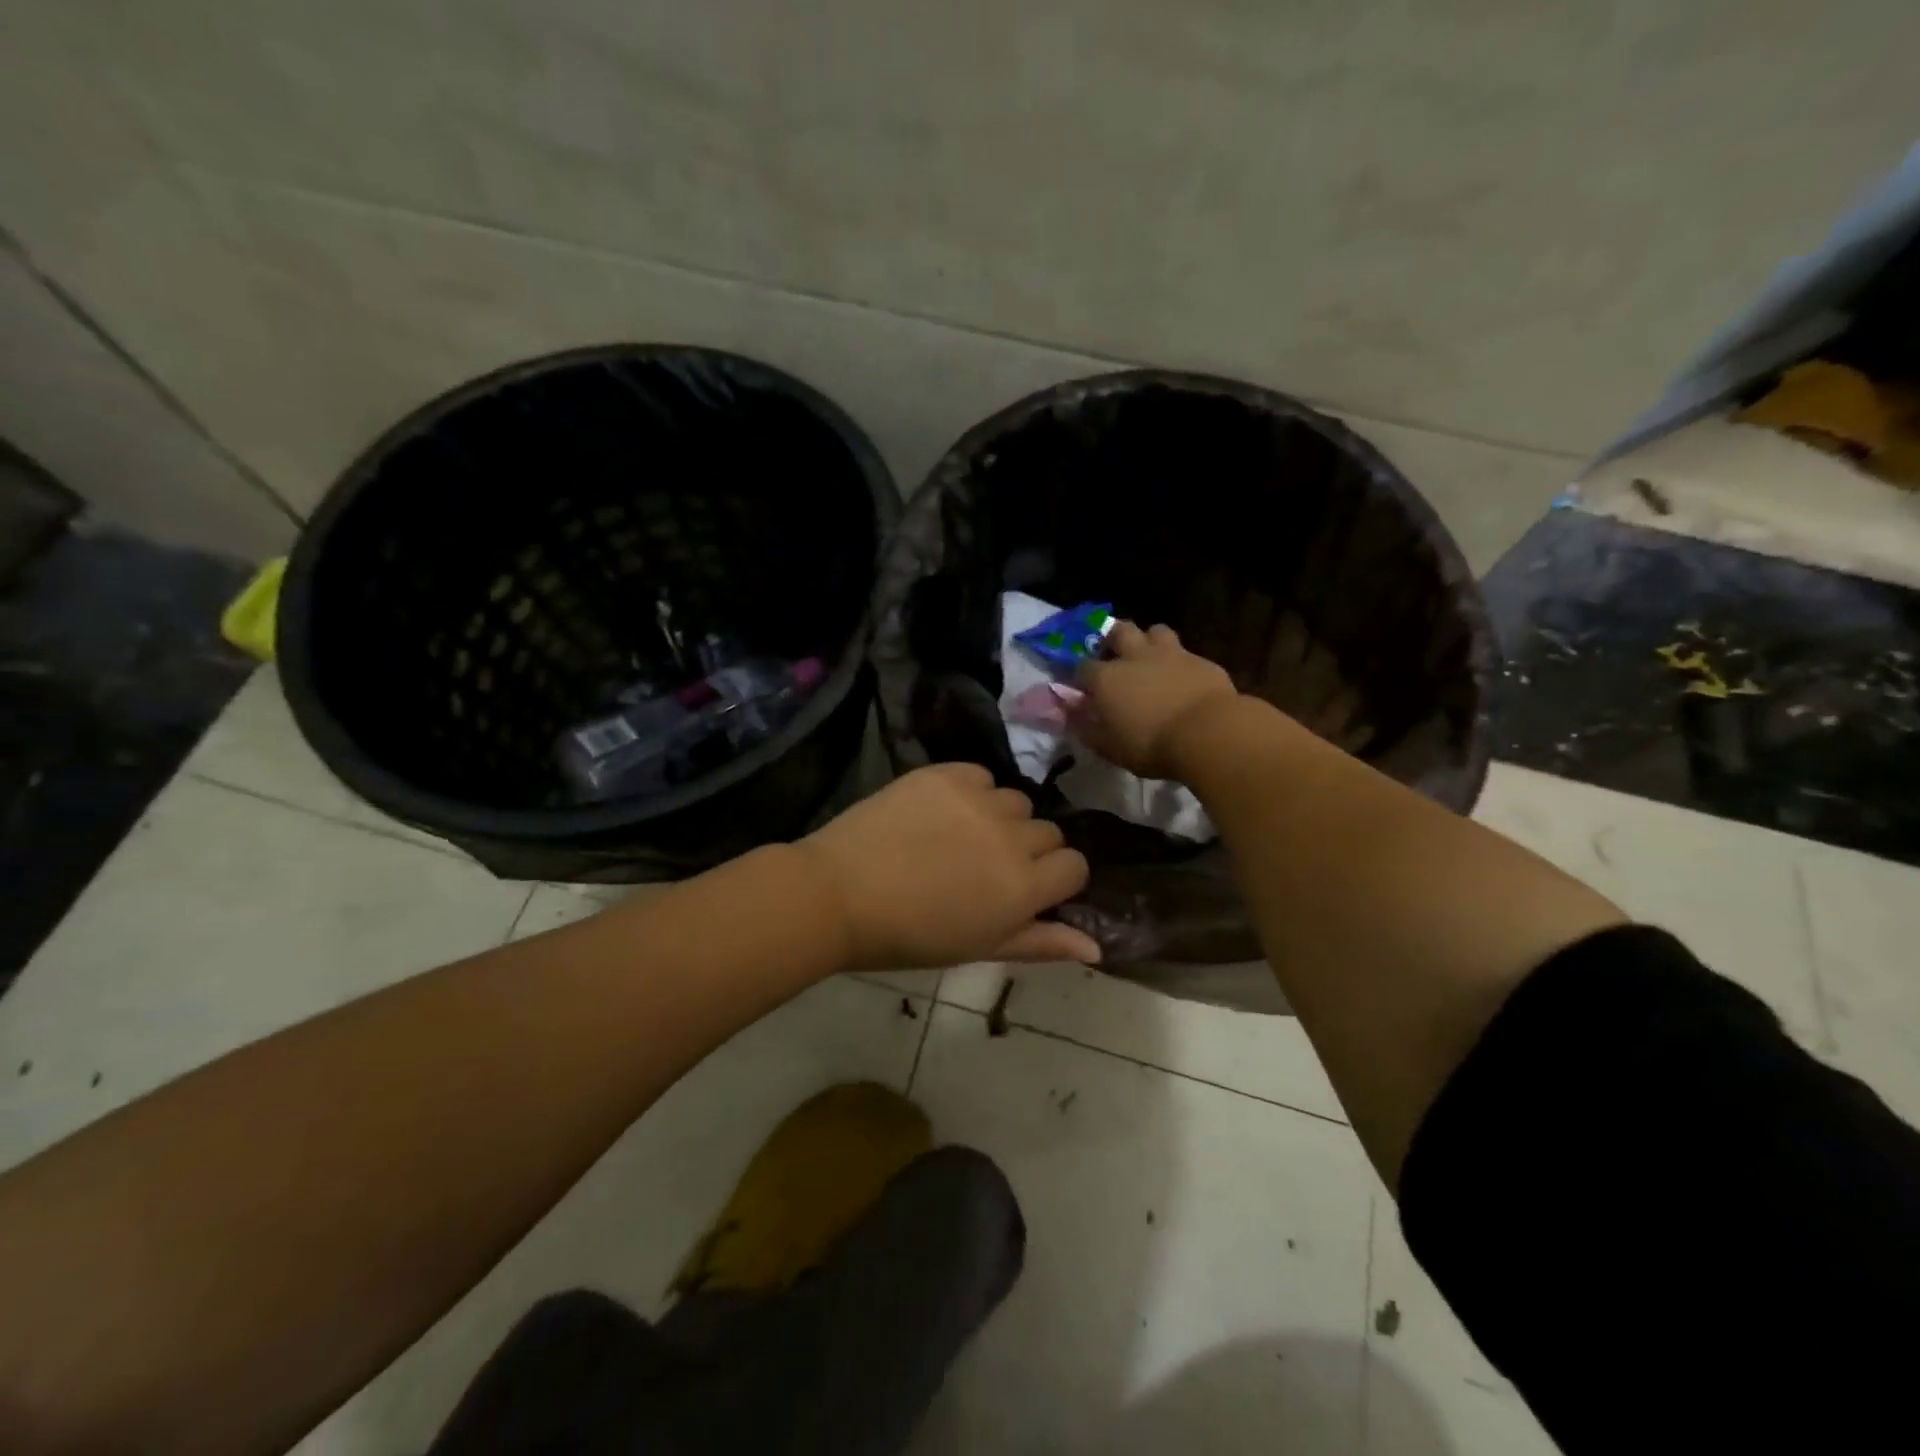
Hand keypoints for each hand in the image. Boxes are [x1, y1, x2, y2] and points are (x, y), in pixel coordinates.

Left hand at [800, 763, 1098, 970]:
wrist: (839, 894)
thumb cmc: (910, 936)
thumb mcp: (980, 948)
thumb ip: (1041, 942)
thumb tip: (1097, 947)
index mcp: (1025, 886)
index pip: (1075, 866)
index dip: (1054, 879)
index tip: (1024, 890)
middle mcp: (1013, 836)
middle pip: (1048, 832)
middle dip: (1027, 850)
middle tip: (982, 868)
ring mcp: (980, 799)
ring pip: (1015, 801)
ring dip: (999, 819)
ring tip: (957, 838)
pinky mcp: (947, 773)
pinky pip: (981, 775)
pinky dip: (970, 791)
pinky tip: (940, 813)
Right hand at [1073, 621, 1239, 779]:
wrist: (1208, 733)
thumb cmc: (1150, 744)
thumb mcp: (1108, 746)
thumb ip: (1084, 727)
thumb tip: (1065, 714)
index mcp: (1106, 678)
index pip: (1082, 667)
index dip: (1080, 676)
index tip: (1083, 688)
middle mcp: (1134, 657)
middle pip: (1119, 631)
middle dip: (1113, 638)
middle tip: (1115, 655)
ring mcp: (1170, 654)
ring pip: (1155, 631)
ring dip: (1150, 641)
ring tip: (1151, 658)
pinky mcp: (1201, 660)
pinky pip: (1186, 653)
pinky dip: (1180, 662)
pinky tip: (1183, 678)